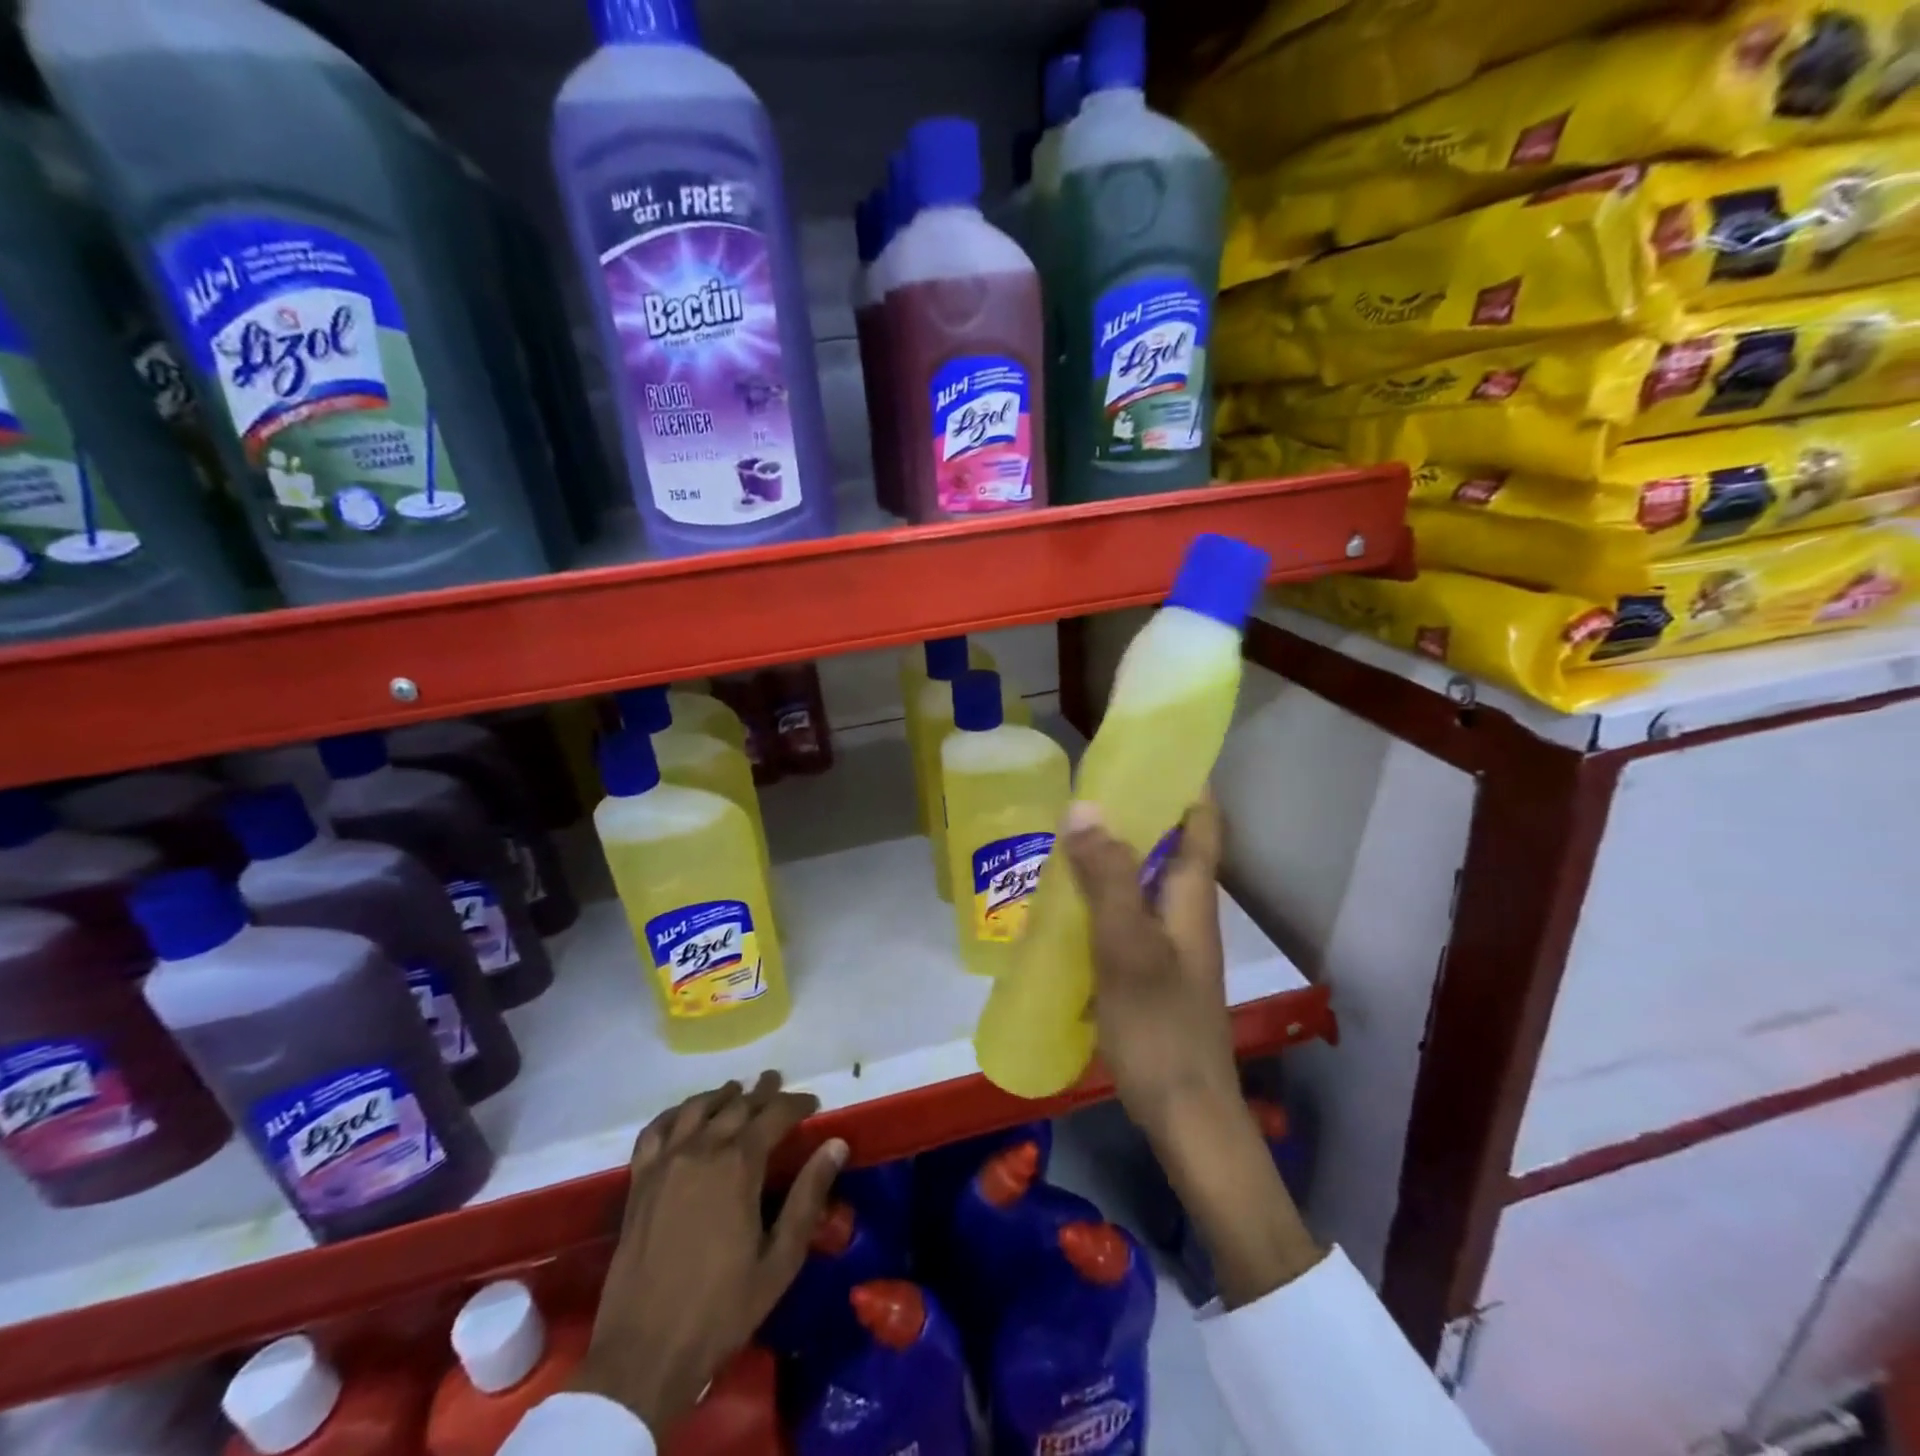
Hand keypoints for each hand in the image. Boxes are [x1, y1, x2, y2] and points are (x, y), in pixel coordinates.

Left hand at [573, 1073, 846, 1429]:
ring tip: (736, 1090)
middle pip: (737, 1105)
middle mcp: (701, 1151)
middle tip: (777, 1083)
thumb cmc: (720, 1310)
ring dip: (721, 1095)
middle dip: (762, 1092)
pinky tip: (683, 1115)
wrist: (643, 1355)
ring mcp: (665, 1164)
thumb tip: (836, 1145)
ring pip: (696, 1108)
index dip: (797, 1103)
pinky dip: (674, 1114)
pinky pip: (655, 1131)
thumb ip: (808, 1197)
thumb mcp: (779, 1261)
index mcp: (738, 1166)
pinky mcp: (638, 1182)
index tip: (813, 1102)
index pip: (774, 1115)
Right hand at [1063, 796, 1323, 1308]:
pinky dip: (1097, 898)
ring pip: (1139, 880)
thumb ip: (1107, 877)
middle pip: (1166, 844)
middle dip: (1131, 813)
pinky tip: (1059, 904)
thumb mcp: (1127, 946)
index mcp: (1192, 894)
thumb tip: (1084, 806)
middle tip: (1080, 790)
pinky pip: (1122, 915)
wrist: (1184, 1116)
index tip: (1144, 751)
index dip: (1183, 780)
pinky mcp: (1148, 970)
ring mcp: (1167, 943)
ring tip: (1060, 836)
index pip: (1201, 819)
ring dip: (1108, 856)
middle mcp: (1185, 910)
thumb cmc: (1160, 1025)